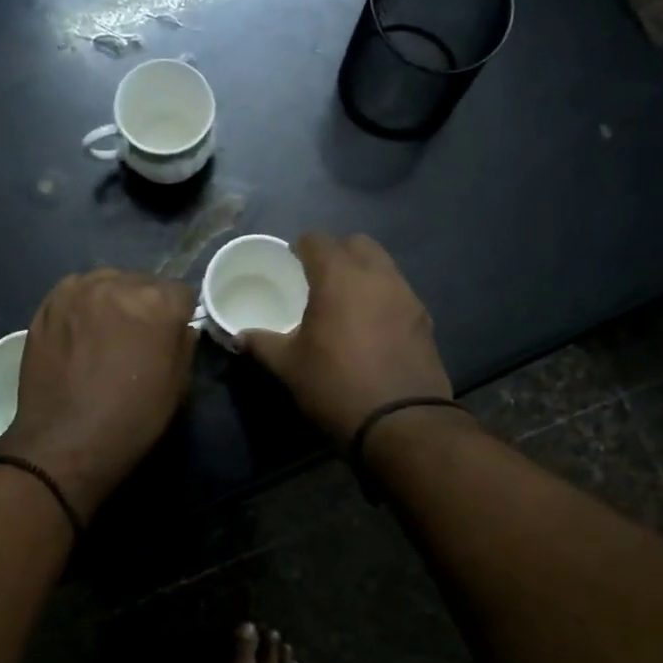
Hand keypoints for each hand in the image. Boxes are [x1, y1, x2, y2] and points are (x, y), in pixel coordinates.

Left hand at [0, 268, 197, 516]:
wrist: (66, 442)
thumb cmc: (132, 419)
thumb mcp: (178, 386)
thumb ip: (183, 344)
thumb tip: (179, 327)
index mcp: (158, 302)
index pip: (181, 293)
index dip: (177, 317)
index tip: (168, 339)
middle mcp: (119, 284)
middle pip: (143, 283)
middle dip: (145, 305)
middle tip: (135, 339)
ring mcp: (79, 290)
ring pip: (108, 283)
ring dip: (112, 301)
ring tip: (104, 334)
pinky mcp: (49, 303)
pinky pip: (76, 291)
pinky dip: (83, 305)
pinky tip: (79, 333)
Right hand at [241, 233, 452, 443]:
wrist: (401, 422)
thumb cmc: (335, 386)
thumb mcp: (289, 366)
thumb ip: (262, 344)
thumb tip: (238, 337)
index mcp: (339, 278)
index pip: (318, 240)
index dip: (301, 247)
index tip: (291, 261)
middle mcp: (377, 276)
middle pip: (358, 243)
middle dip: (337, 252)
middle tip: (319, 278)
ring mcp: (406, 296)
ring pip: (383, 266)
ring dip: (363, 273)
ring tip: (345, 302)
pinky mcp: (424, 319)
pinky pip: (398, 292)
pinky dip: (382, 297)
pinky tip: (370, 326)